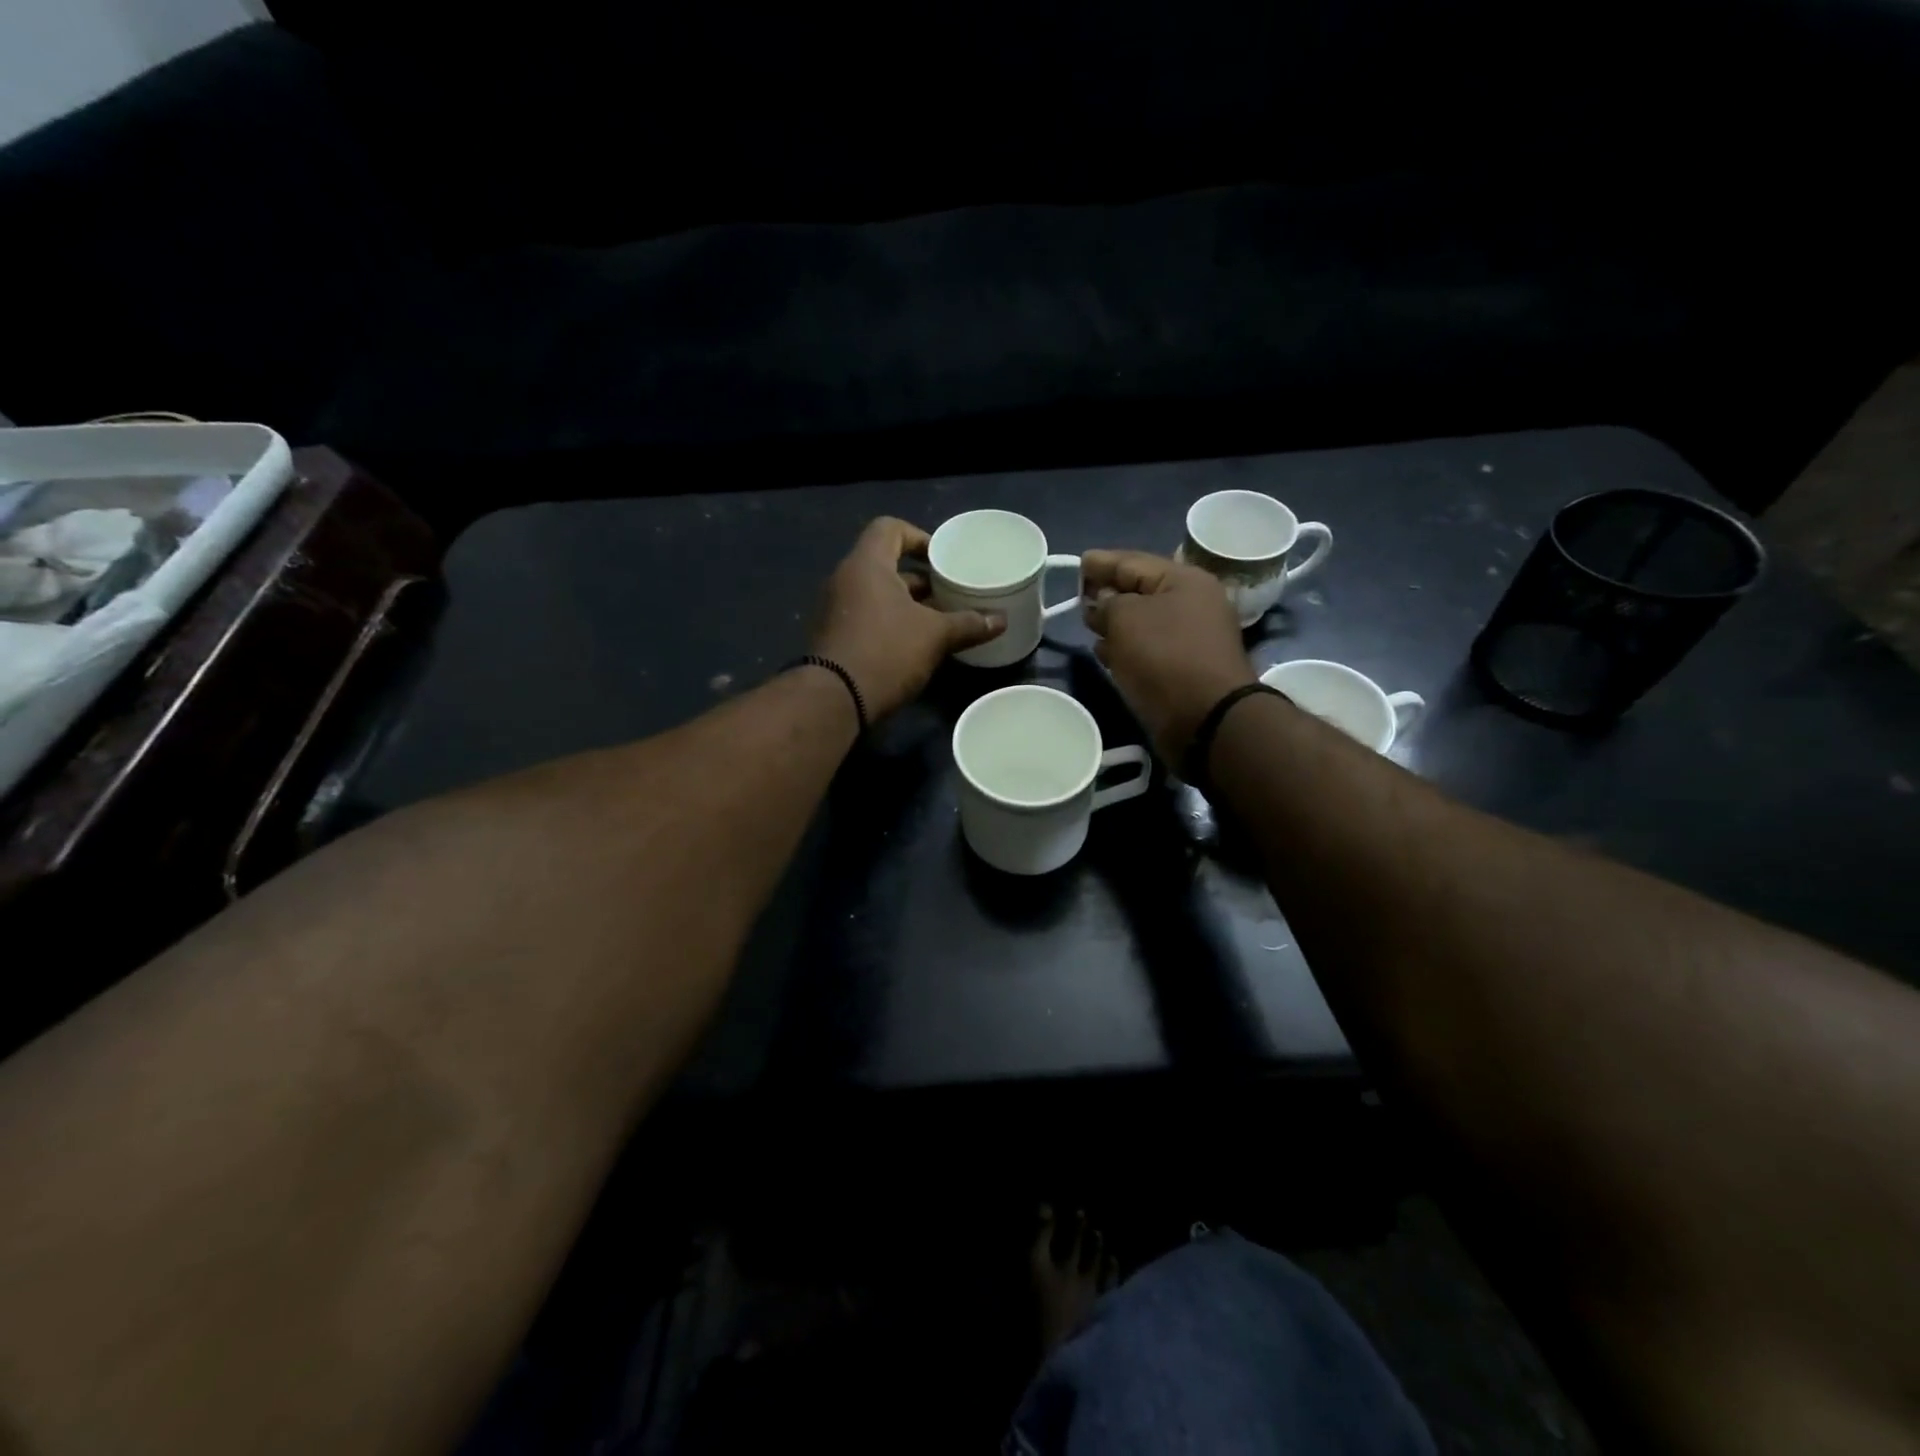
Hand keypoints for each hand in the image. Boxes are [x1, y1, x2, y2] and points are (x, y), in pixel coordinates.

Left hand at [810, 517, 1004, 719]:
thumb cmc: (886, 652)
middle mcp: (845, 580)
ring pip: (877, 595)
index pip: (889, 528)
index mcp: (867, 564)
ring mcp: (834, 610)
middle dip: (919, 579)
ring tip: (938, 622)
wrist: (834, 700)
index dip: (918, 537)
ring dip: (906, 605)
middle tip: (948, 595)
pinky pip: (866, 618)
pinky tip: (915, 646)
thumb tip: (1000, 620)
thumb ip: (968, 624)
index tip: (942, 561)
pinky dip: (890, 624)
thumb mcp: (934, 636)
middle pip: (885, 565)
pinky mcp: (833, 638)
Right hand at [1081, 549, 1256, 763]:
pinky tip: (1104, 653)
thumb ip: (1107, 603)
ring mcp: (1190, 638)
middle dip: (1108, 592)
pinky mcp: (1184, 668)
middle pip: (1140, 590)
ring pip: (1143, 621)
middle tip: (1079, 595)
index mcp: (1184, 580)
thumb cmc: (1164, 657)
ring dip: (1115, 622)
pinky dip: (1126, 647)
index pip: (1133, 562)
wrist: (1205, 718)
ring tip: (1087, 624)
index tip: (1078, 563)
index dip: (1102, 562)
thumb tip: (1102, 605)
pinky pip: (1148, 648)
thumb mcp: (1126, 618)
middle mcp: (1192, 604)